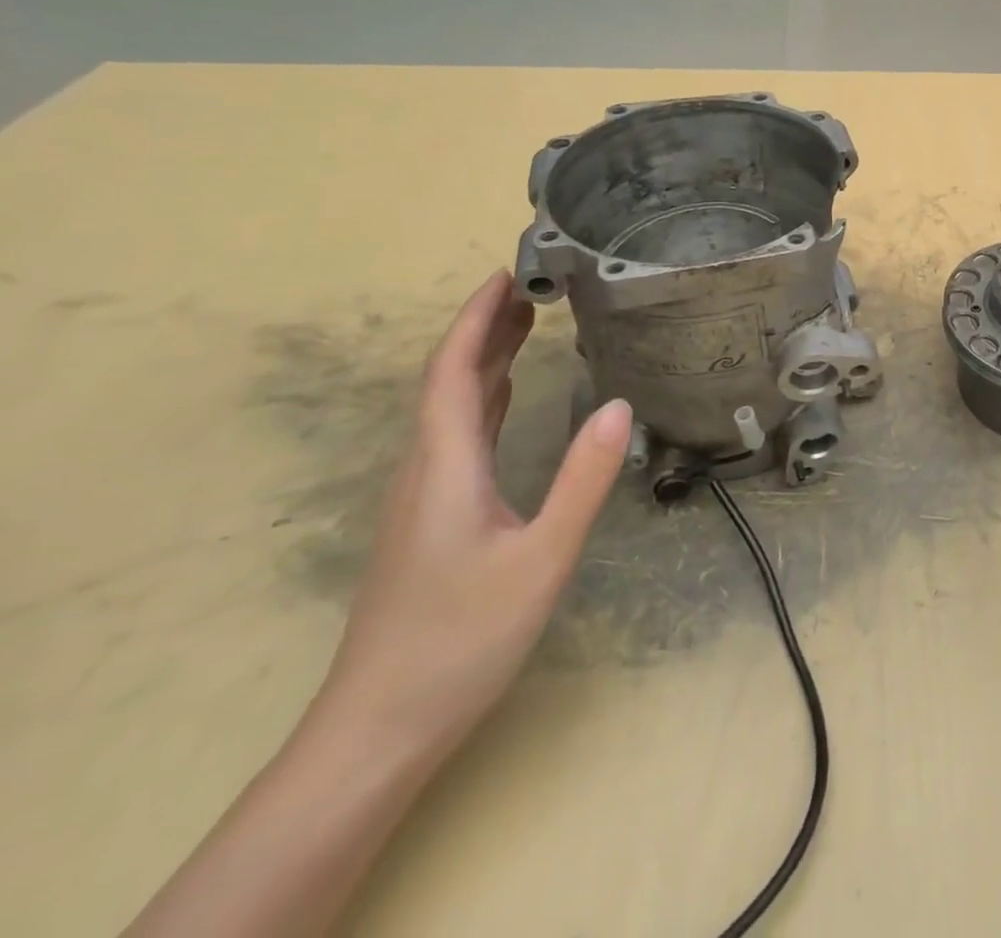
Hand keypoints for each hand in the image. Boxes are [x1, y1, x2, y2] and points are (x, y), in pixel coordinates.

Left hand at [315, 271, 632, 760]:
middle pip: (447, 381)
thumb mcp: (542, 557)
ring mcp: (422, 497)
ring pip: (449, 409)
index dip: (475, 319)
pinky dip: (481, 399)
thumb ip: (582, 479)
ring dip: (482, 360)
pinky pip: (455, 436)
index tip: (506, 274)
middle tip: (530, 288)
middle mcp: (425, 469)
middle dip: (483, 329)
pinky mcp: (429, 520)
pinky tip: (503, 398)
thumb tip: (619, 404)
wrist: (380, 728)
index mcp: (445, 465)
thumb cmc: (462, 638)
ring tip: (524, 325)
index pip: (452, 371)